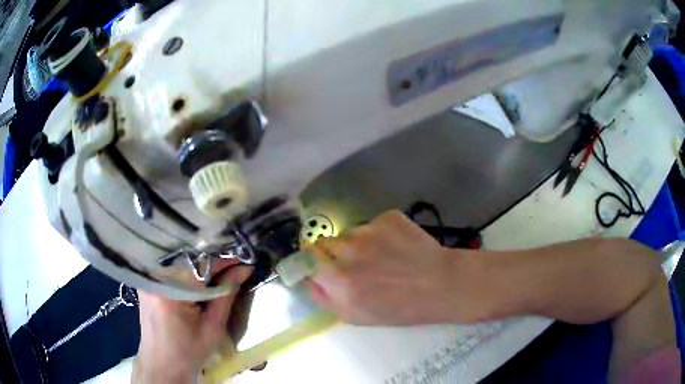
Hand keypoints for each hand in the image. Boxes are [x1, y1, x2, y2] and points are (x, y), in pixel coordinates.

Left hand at [133, 262, 251, 382]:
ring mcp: (148, 277)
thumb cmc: (189, 352)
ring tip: (221, 270)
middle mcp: (154, 277)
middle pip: (188, 257)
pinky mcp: (147, 281)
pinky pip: (171, 266)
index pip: (201, 262)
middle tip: (235, 265)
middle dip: (213, 259)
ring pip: (180, 259)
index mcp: (170, 290)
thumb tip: (244, 268)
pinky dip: (188, 269)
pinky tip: (200, 277)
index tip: (245, 259)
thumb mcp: (213, 327)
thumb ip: (226, 294)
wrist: (162, 364)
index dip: (225, 259)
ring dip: (201, 263)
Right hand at [305, 210, 491, 325]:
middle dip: (333, 254)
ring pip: (349, 233)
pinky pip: (371, 225)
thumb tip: (308, 279)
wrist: (441, 284)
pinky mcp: (387, 217)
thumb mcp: (356, 316)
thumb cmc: (400, 308)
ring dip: (357, 244)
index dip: (312, 263)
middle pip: (324, 243)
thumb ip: (324, 298)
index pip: (306, 258)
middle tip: (355, 265)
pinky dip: (378, 235)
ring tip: (381, 257)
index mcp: (338, 279)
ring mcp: (369, 229)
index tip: (319, 267)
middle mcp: (348, 250)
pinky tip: (396, 247)